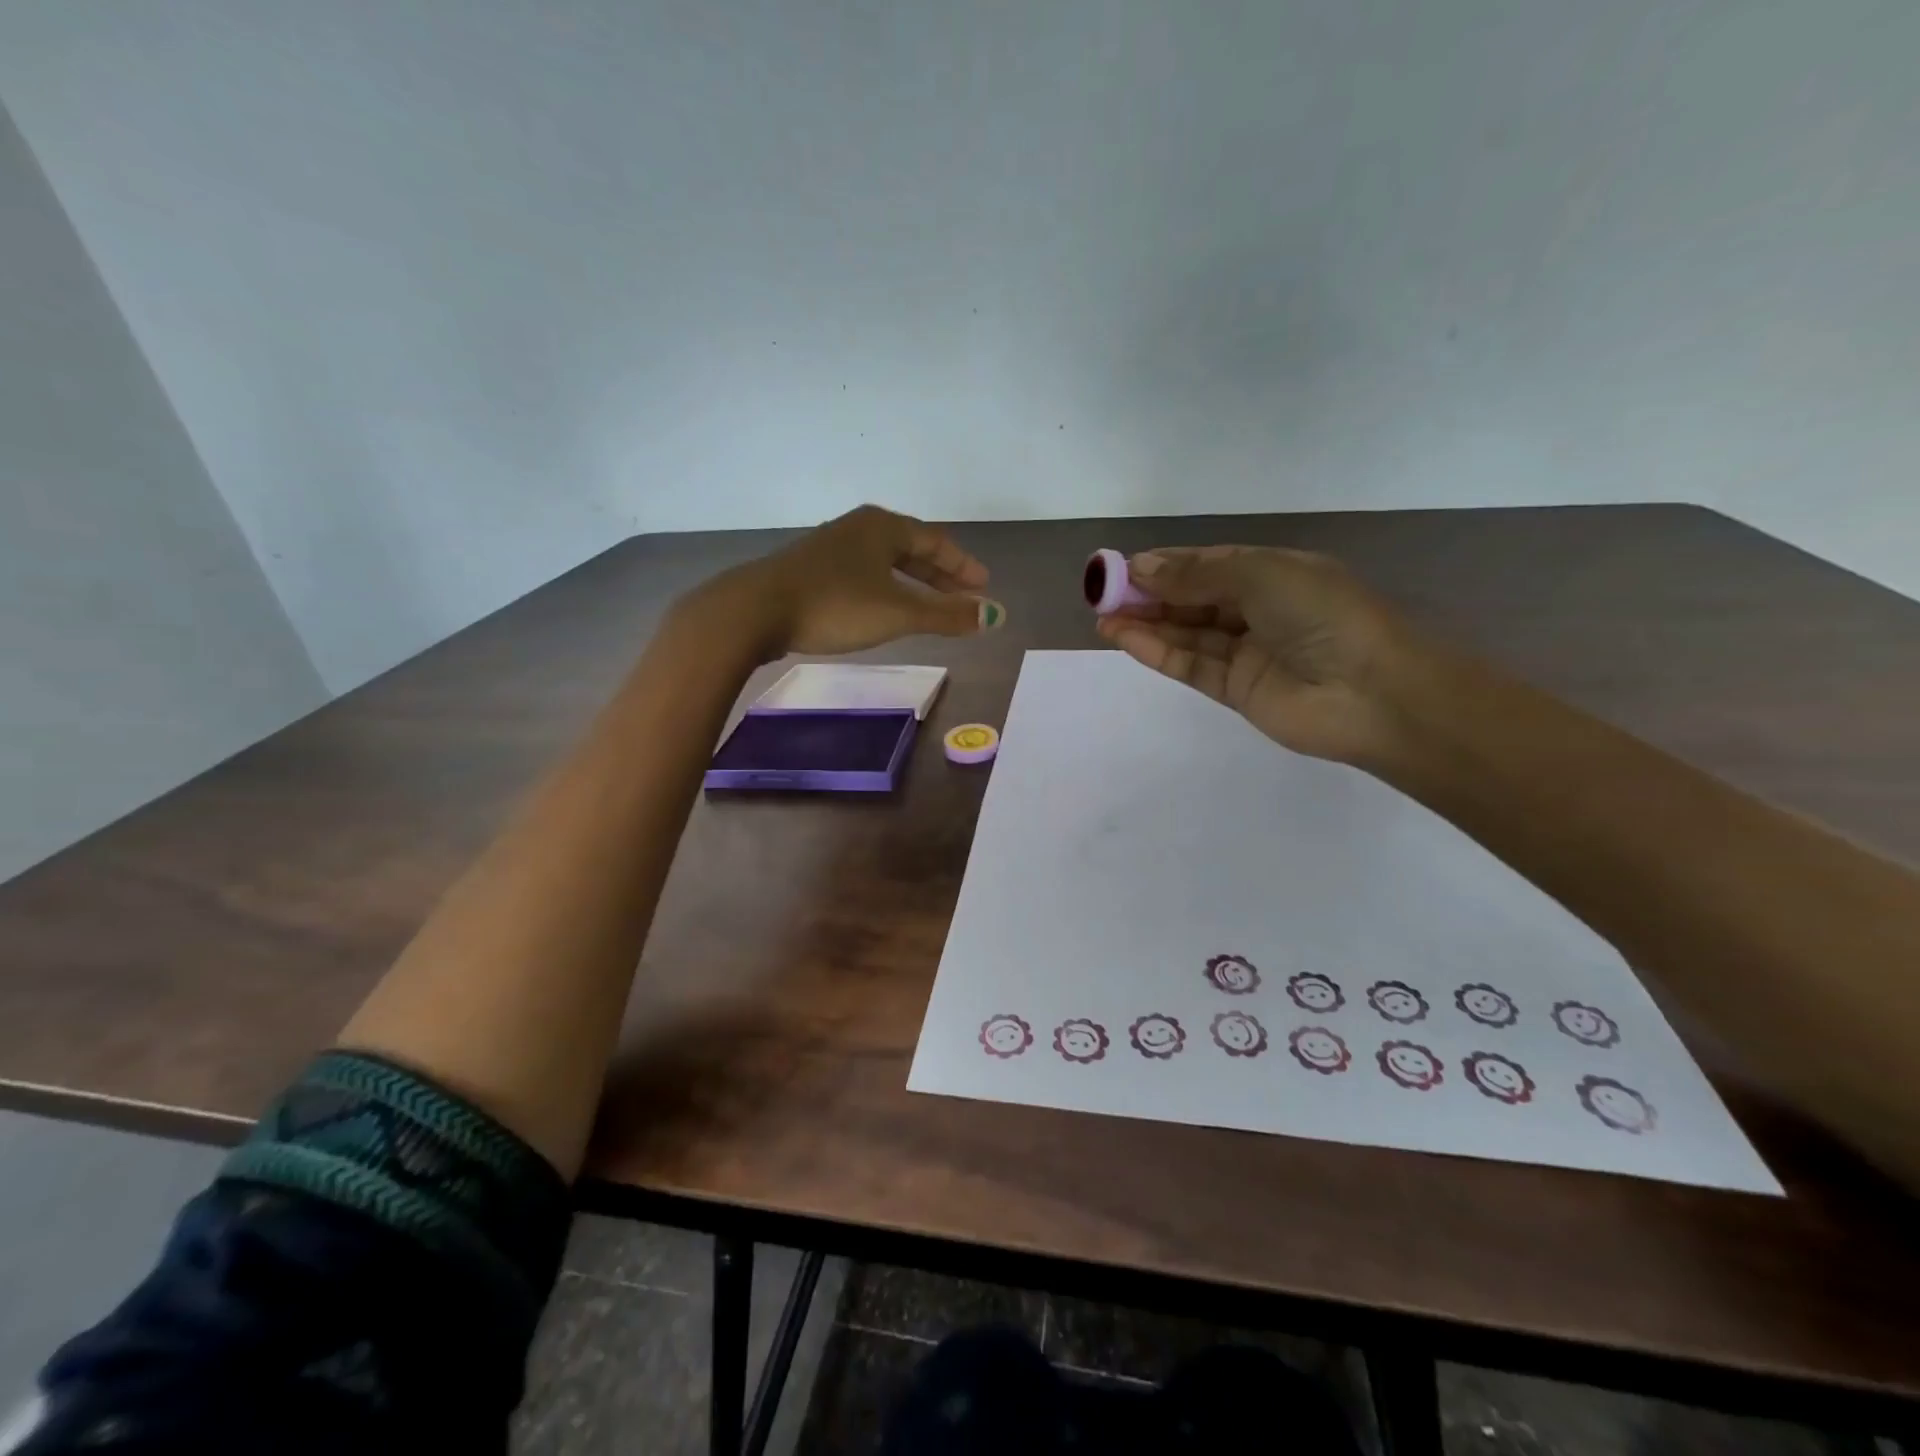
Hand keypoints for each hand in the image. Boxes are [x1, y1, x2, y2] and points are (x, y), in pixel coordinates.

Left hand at [688, 505, 1001, 659]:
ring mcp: (832, 548)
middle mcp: (859, 529)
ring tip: (931, 607)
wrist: (756, 610)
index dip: (962, 566)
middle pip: (910, 549)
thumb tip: (995, 616)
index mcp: (883, 527)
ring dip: (913, 584)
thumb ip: (947, 616)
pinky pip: (864, 575)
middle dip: (940, 575)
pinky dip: (886, 591)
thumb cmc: (835, 605)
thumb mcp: (898, 612)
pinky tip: (884, 609)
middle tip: (964, 597)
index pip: (935, 541)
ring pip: (885, 564)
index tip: (983, 586)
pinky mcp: (812, 571)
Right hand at [1095, 546, 1414, 762]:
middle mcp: (1258, 610)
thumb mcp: (1260, 575)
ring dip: (1145, 623)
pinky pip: (1190, 665)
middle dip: (1150, 594)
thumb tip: (1142, 566)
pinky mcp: (1235, 690)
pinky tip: (1123, 637)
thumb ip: (1198, 574)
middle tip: (1103, 592)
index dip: (1167, 564)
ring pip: (1187, 633)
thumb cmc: (1323, 615)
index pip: (1210, 564)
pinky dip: (1156, 651)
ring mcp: (1246, 653)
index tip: (1124, 566)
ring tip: (1102, 616)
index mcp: (1274, 573)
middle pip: (1193, 599)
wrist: (1373, 693)